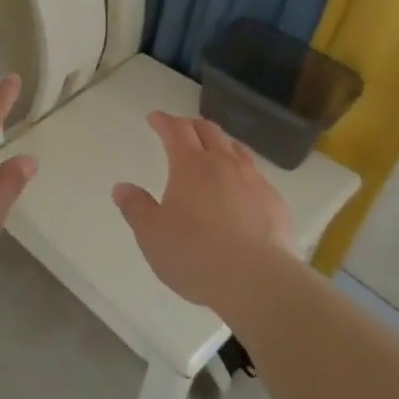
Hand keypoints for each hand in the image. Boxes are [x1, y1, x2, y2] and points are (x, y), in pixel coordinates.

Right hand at [112, 112, 297, 311]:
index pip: (176, 130)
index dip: (164, 121)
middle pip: (209, 131)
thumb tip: (122, 187)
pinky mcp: (275, 202)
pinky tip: (240, 189)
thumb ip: (136, 208)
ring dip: (220, 144)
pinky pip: (256, 175)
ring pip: (236, 149)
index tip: (155, 118)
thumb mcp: (152, 235)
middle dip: (191, 125)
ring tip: (213, 151)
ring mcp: (254, 181)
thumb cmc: (195, 255)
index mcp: (190, 166)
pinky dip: (242, 171)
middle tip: (181, 129)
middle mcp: (224, 164)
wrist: (257, 280)